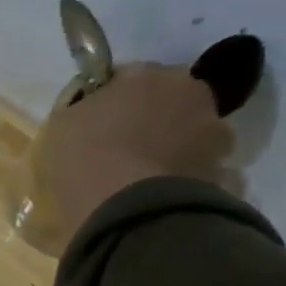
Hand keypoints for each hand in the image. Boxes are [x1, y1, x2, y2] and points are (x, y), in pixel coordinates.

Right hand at [39, 63, 233, 237]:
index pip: (126, 77)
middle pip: (165, 100)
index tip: (95, 124)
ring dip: (170, 147)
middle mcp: (189, 91)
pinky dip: (181, 176)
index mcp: (146, 73)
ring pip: (187, 133)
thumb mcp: (61, 126)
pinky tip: (157, 196)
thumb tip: (91, 111)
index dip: (109, 101)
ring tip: (142, 178)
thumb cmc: (86, 159)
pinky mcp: (224, 170)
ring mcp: (213, 131)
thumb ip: (80, 109)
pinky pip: (197, 167)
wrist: (130, 212)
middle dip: (148, 119)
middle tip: (121, 150)